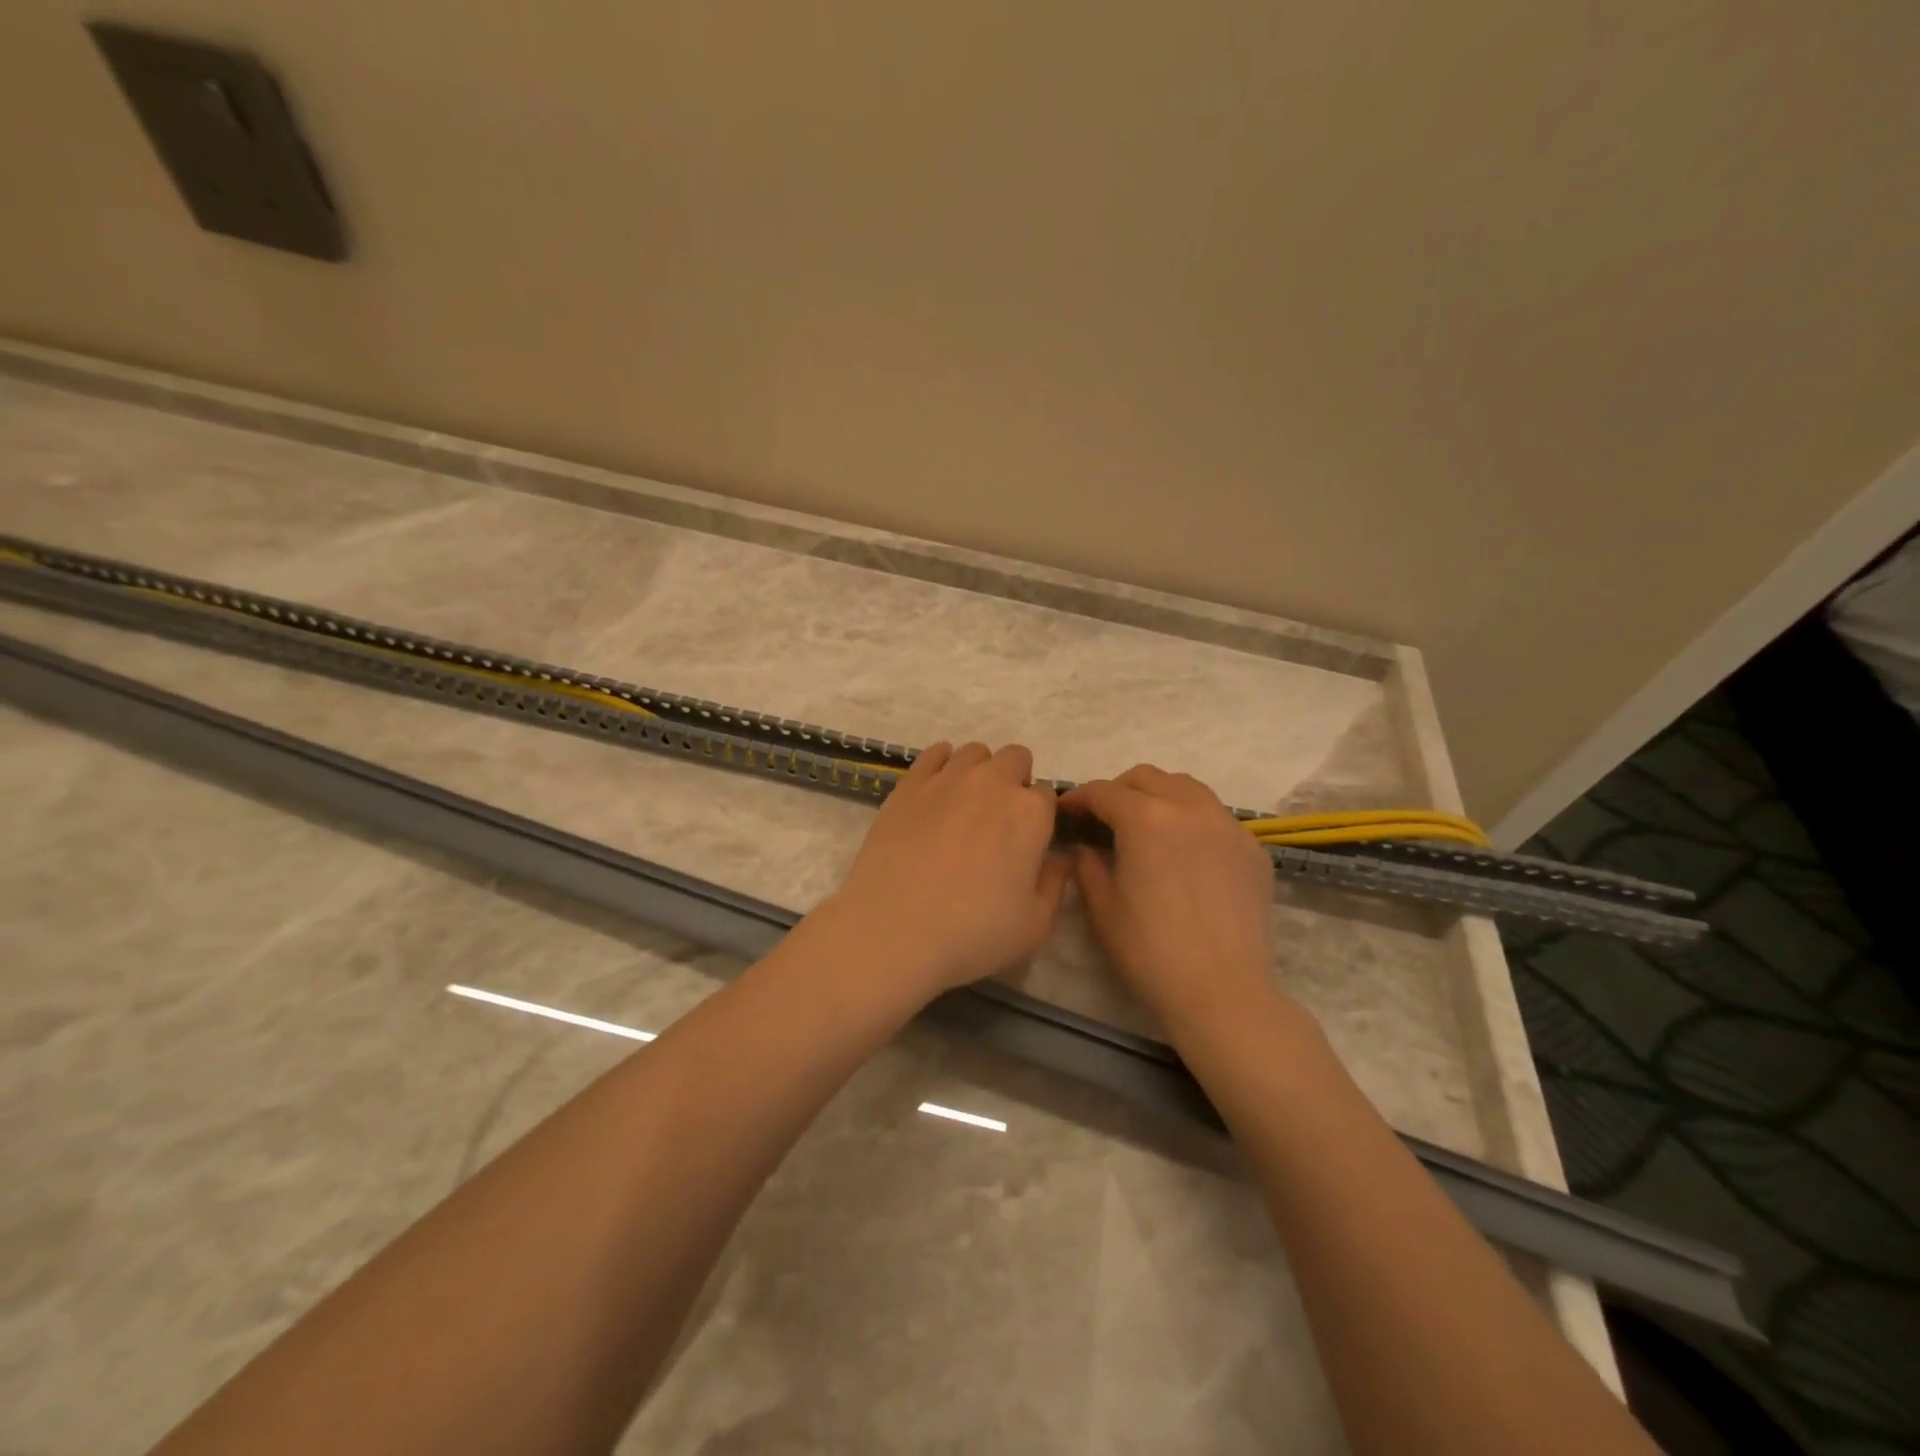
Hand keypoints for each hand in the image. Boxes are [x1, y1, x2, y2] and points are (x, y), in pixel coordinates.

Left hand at [821, 741, 1070, 1005]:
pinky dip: (942, 763)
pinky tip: (938, 790)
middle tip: (1000, 822)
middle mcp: (993, 783)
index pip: (1047, 795)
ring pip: (975, 752)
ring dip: (980, 771)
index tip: (1028, 841)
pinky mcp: (909, 784)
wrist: (893, 929)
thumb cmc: (972, 932)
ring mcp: (947, 778)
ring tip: (967, 806)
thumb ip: (1054, 884)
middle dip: (1015, 781)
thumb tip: (1059, 860)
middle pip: (1016, 759)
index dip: (1040, 817)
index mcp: (1030, 813)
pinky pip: (934, 753)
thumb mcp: (1034, 925)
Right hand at [1059, 765, 1279, 1032]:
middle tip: (1104, 817)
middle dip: (1119, 790)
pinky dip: (1192, 819)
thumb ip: (1088, 866)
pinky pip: (1216, 816)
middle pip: (1148, 777)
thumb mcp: (1103, 909)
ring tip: (1146, 825)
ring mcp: (1228, 826)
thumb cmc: (1151, 952)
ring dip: (1159, 795)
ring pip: (1187, 788)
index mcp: (1146, 820)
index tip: (1066, 811)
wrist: (1222, 992)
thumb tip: (1085, 848)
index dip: (1079, 797)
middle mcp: (1189, 809)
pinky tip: (1185, 852)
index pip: (1104, 791)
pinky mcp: (1252, 849)